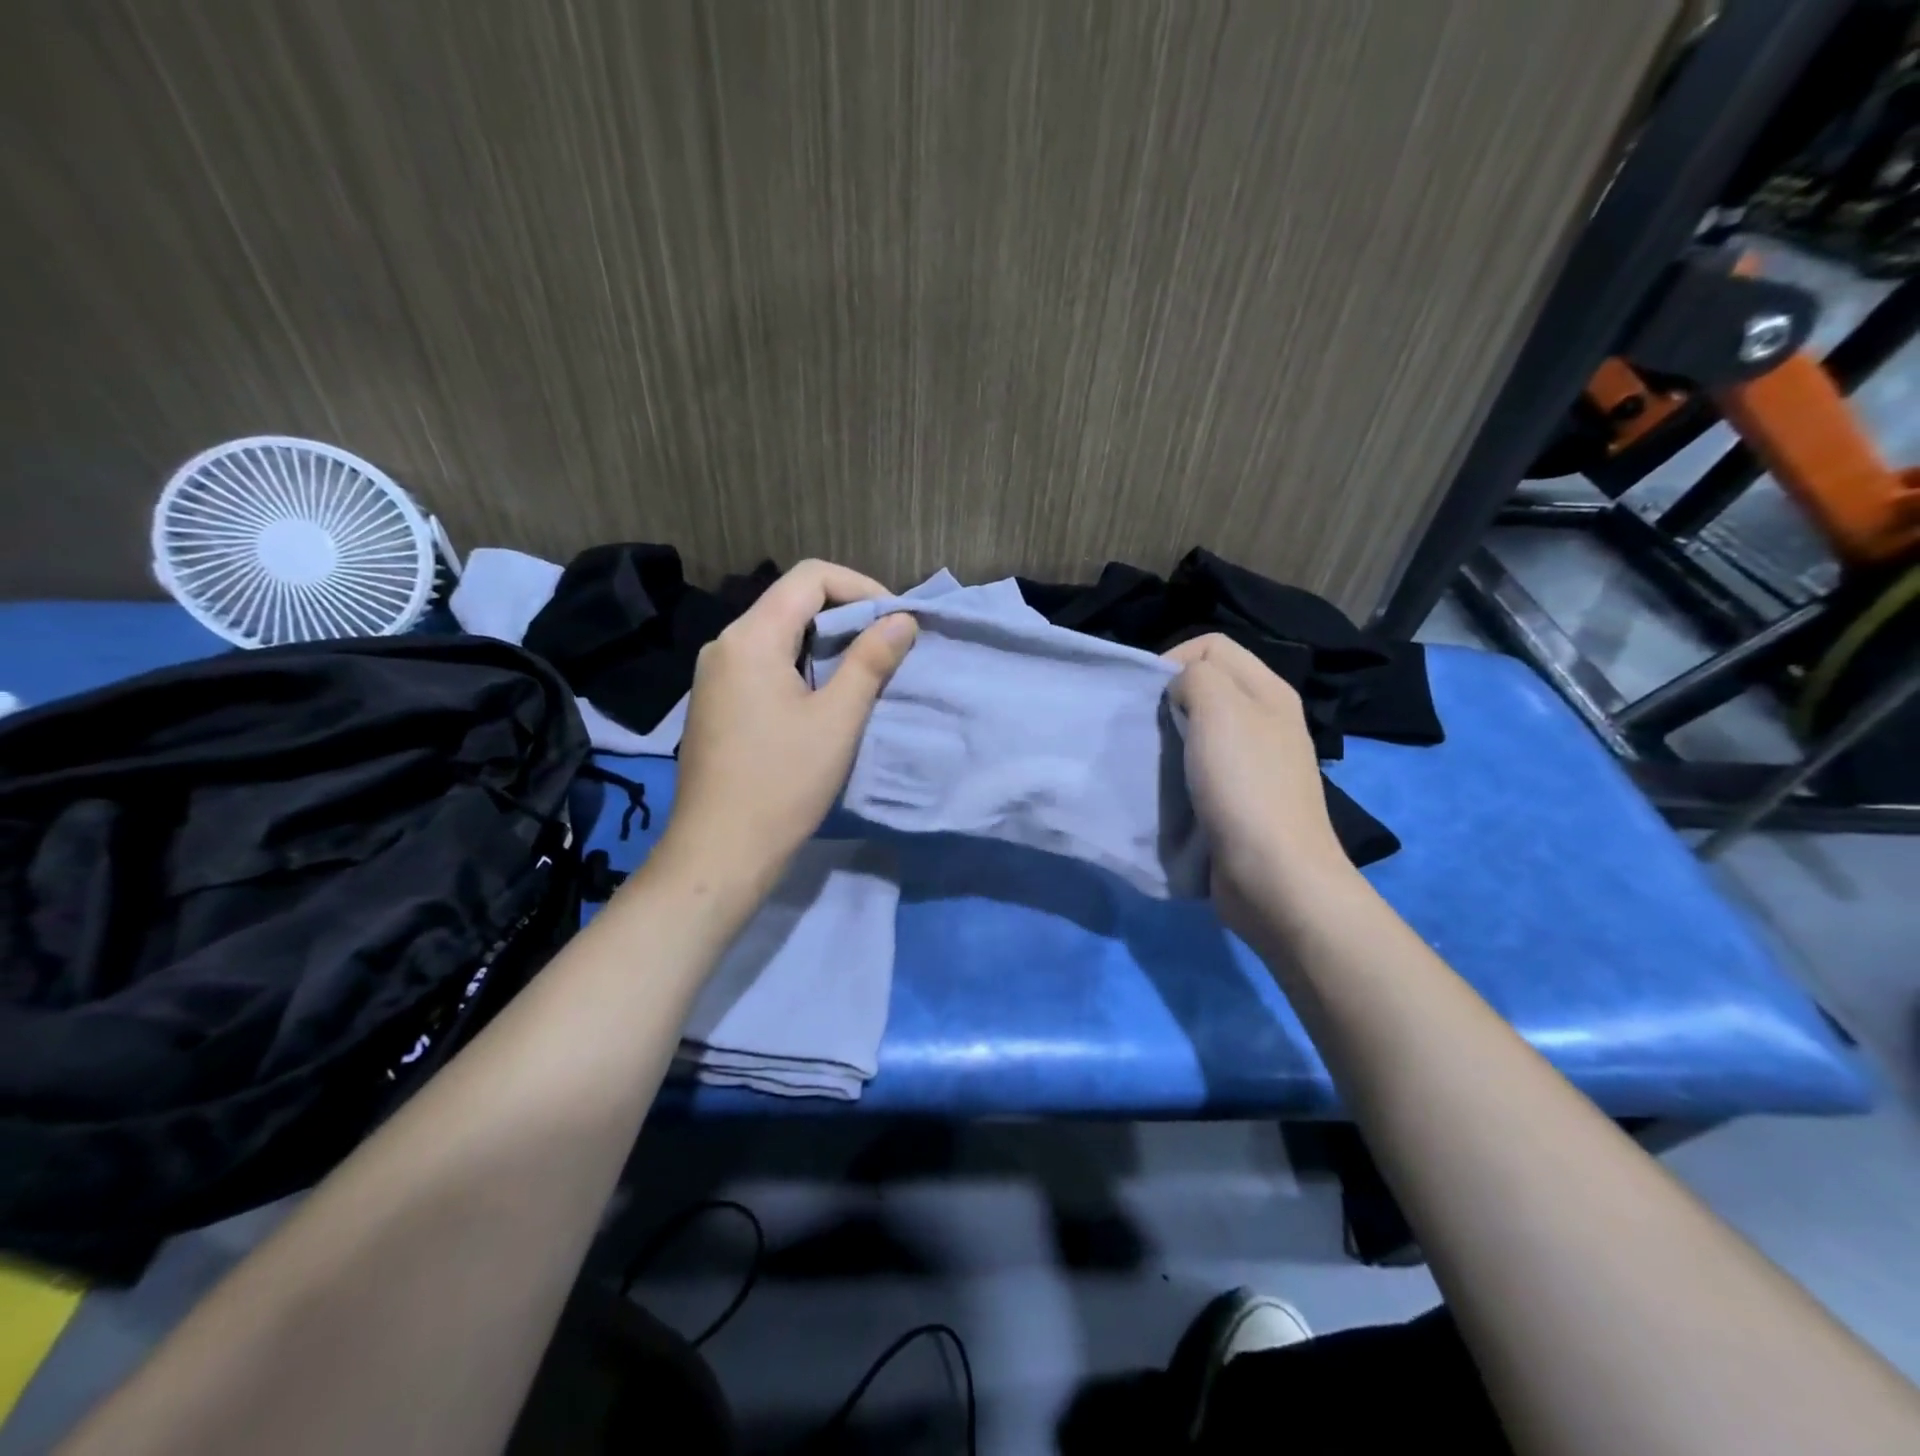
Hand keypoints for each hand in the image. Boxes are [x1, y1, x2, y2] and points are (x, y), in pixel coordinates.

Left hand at [651, 559, 917, 904]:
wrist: (720, 851)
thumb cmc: (783, 782)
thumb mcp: (839, 719)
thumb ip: (871, 660)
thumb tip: (901, 619)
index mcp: (750, 638)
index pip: (810, 577)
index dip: (861, 587)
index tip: (895, 621)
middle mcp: (725, 645)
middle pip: (791, 602)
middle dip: (846, 615)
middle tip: (887, 648)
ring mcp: (715, 676)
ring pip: (778, 635)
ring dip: (825, 644)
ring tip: (863, 674)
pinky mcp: (716, 703)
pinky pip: (763, 664)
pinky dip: (800, 667)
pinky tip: (823, 701)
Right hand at [1165, 634, 1353, 922]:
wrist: (1274, 875)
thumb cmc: (1245, 786)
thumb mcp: (1219, 709)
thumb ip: (1196, 677)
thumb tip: (1182, 688)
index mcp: (1268, 690)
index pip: (1212, 645)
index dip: (1173, 659)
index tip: (1150, 697)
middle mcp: (1267, 720)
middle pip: (1209, 685)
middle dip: (1170, 699)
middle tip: (1148, 728)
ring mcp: (1258, 762)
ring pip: (1203, 728)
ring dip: (1172, 737)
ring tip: (1153, 757)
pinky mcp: (1243, 800)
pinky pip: (1204, 768)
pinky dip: (1181, 771)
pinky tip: (1169, 787)